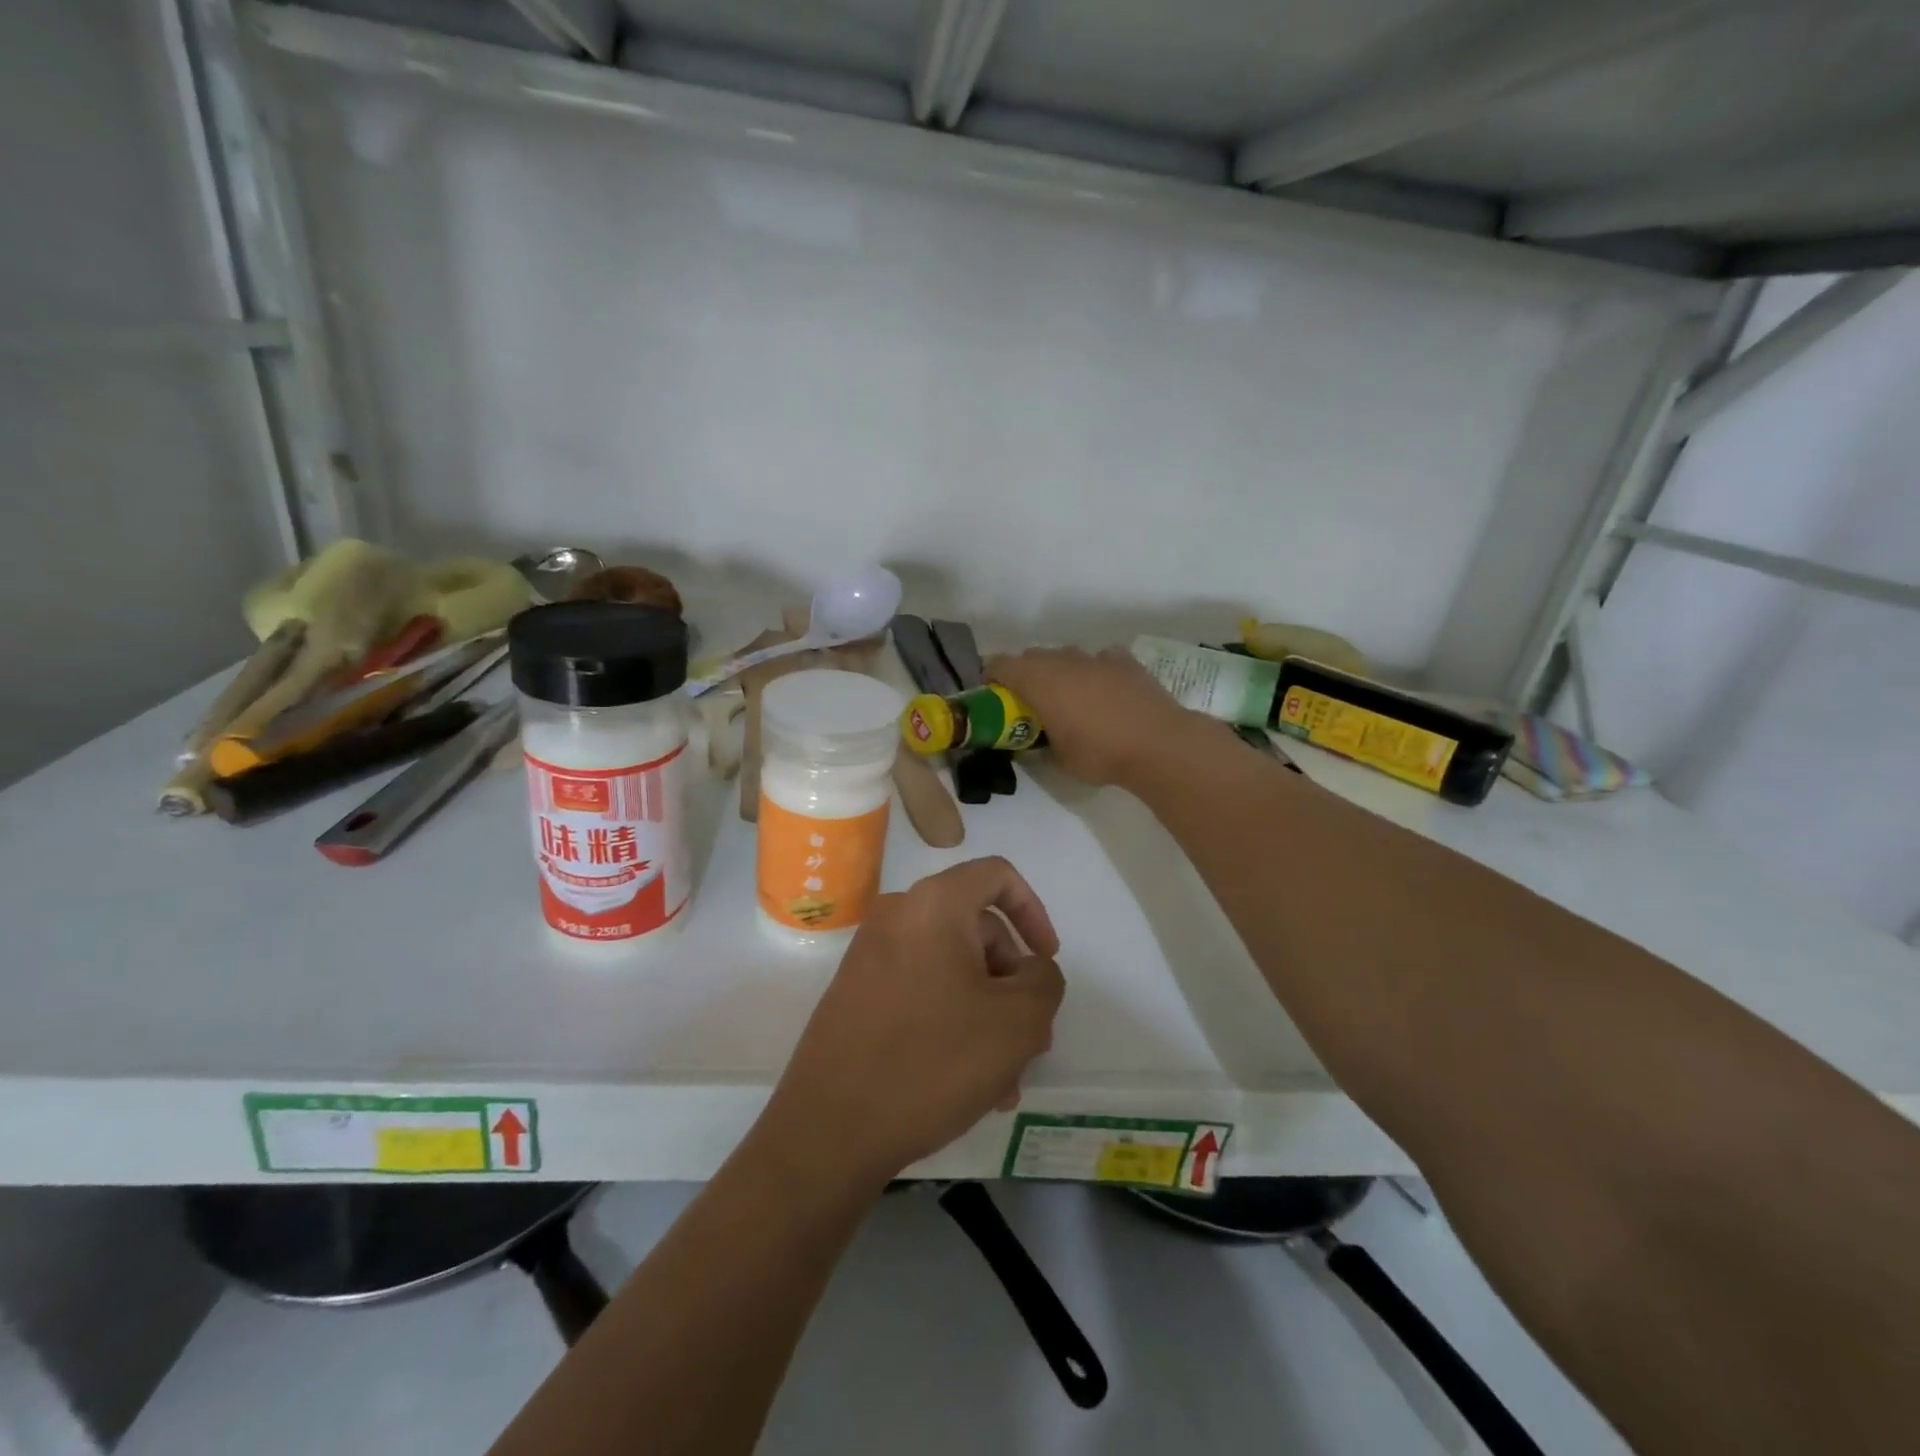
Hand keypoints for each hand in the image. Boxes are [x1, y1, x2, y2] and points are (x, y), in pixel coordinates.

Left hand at [764, 857, 1064, 1185]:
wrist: (830, 1128)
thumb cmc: (933, 1061)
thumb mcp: (1017, 1022)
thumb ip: (1044, 981)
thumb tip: (1031, 970)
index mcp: (934, 905)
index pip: (997, 876)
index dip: (1034, 911)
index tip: (1046, 961)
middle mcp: (898, 916)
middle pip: (976, 930)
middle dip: (1011, 983)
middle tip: (1031, 1041)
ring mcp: (870, 955)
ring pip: (951, 968)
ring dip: (986, 1014)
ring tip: (1003, 1081)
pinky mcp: (855, 992)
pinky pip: (920, 990)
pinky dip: (951, 1021)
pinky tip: (968, 1082)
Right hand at [987, 646, 1210, 787]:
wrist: (1157, 744)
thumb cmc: (1099, 753)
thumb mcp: (1058, 758)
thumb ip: (1040, 743)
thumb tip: (1035, 741)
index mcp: (1037, 680)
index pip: (1000, 665)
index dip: (991, 678)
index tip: (992, 696)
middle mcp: (1062, 660)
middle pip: (1032, 656)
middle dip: (1025, 674)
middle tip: (1029, 702)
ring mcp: (1095, 657)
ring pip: (1066, 655)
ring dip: (1060, 671)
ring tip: (1068, 697)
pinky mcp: (1124, 661)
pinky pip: (1100, 659)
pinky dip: (1095, 670)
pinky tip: (1104, 689)